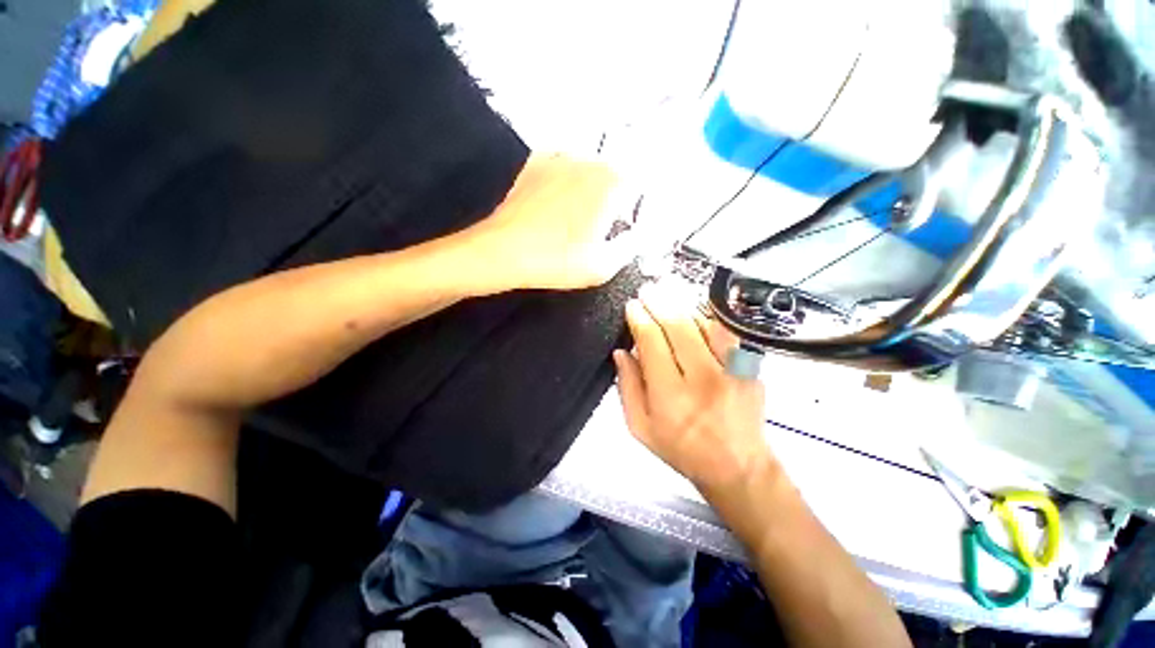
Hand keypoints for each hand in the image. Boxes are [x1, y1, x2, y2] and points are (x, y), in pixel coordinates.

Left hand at [467, 153, 638, 290]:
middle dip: (614, 194)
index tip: (625, 224)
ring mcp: (561, 157)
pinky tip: (557, 195)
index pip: (640, 186)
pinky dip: (563, 174)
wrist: (502, 250)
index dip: (635, 207)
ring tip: (577, 213)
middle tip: (602, 222)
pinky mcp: (537, 161)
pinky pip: (561, 162)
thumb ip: (630, 247)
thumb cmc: (553, 259)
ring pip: (588, 165)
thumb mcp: (603, 265)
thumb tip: (635, 239)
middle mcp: (590, 161)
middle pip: (615, 172)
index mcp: (614, 182)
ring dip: (589, 183)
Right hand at [613, 283, 772, 492]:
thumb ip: (628, 390)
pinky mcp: (750, 369)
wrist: (735, 464)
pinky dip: (711, 319)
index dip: (640, 319)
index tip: (632, 306)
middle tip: (649, 289)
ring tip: (670, 292)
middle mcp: (702, 379)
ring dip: (685, 304)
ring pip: (705, 323)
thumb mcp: (642, 430)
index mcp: (670, 397)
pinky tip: (699, 311)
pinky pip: (728, 334)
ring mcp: (731, 371)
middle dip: (660, 302)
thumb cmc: (683, 451)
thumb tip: (622, 353)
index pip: (652, 343)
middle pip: (678, 326)